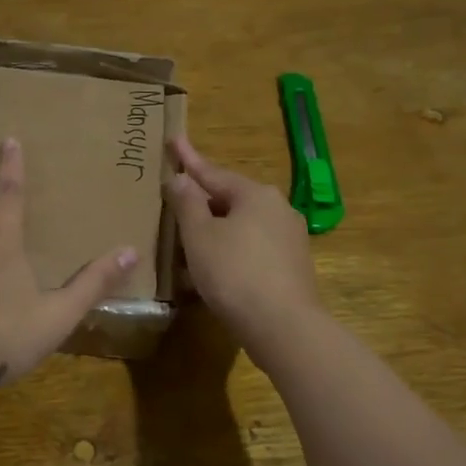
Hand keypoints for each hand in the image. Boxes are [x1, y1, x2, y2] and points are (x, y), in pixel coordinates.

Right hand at [164, 135, 322, 362]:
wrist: (283, 326)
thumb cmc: (234, 273)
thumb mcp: (199, 236)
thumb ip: (187, 203)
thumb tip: (180, 178)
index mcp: (255, 194)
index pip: (213, 172)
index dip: (188, 159)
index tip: (174, 139)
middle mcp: (277, 209)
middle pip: (229, 199)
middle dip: (201, 201)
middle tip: (175, 200)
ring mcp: (289, 238)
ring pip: (240, 227)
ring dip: (213, 232)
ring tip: (187, 243)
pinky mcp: (291, 267)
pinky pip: (251, 249)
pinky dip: (228, 253)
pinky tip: (212, 270)